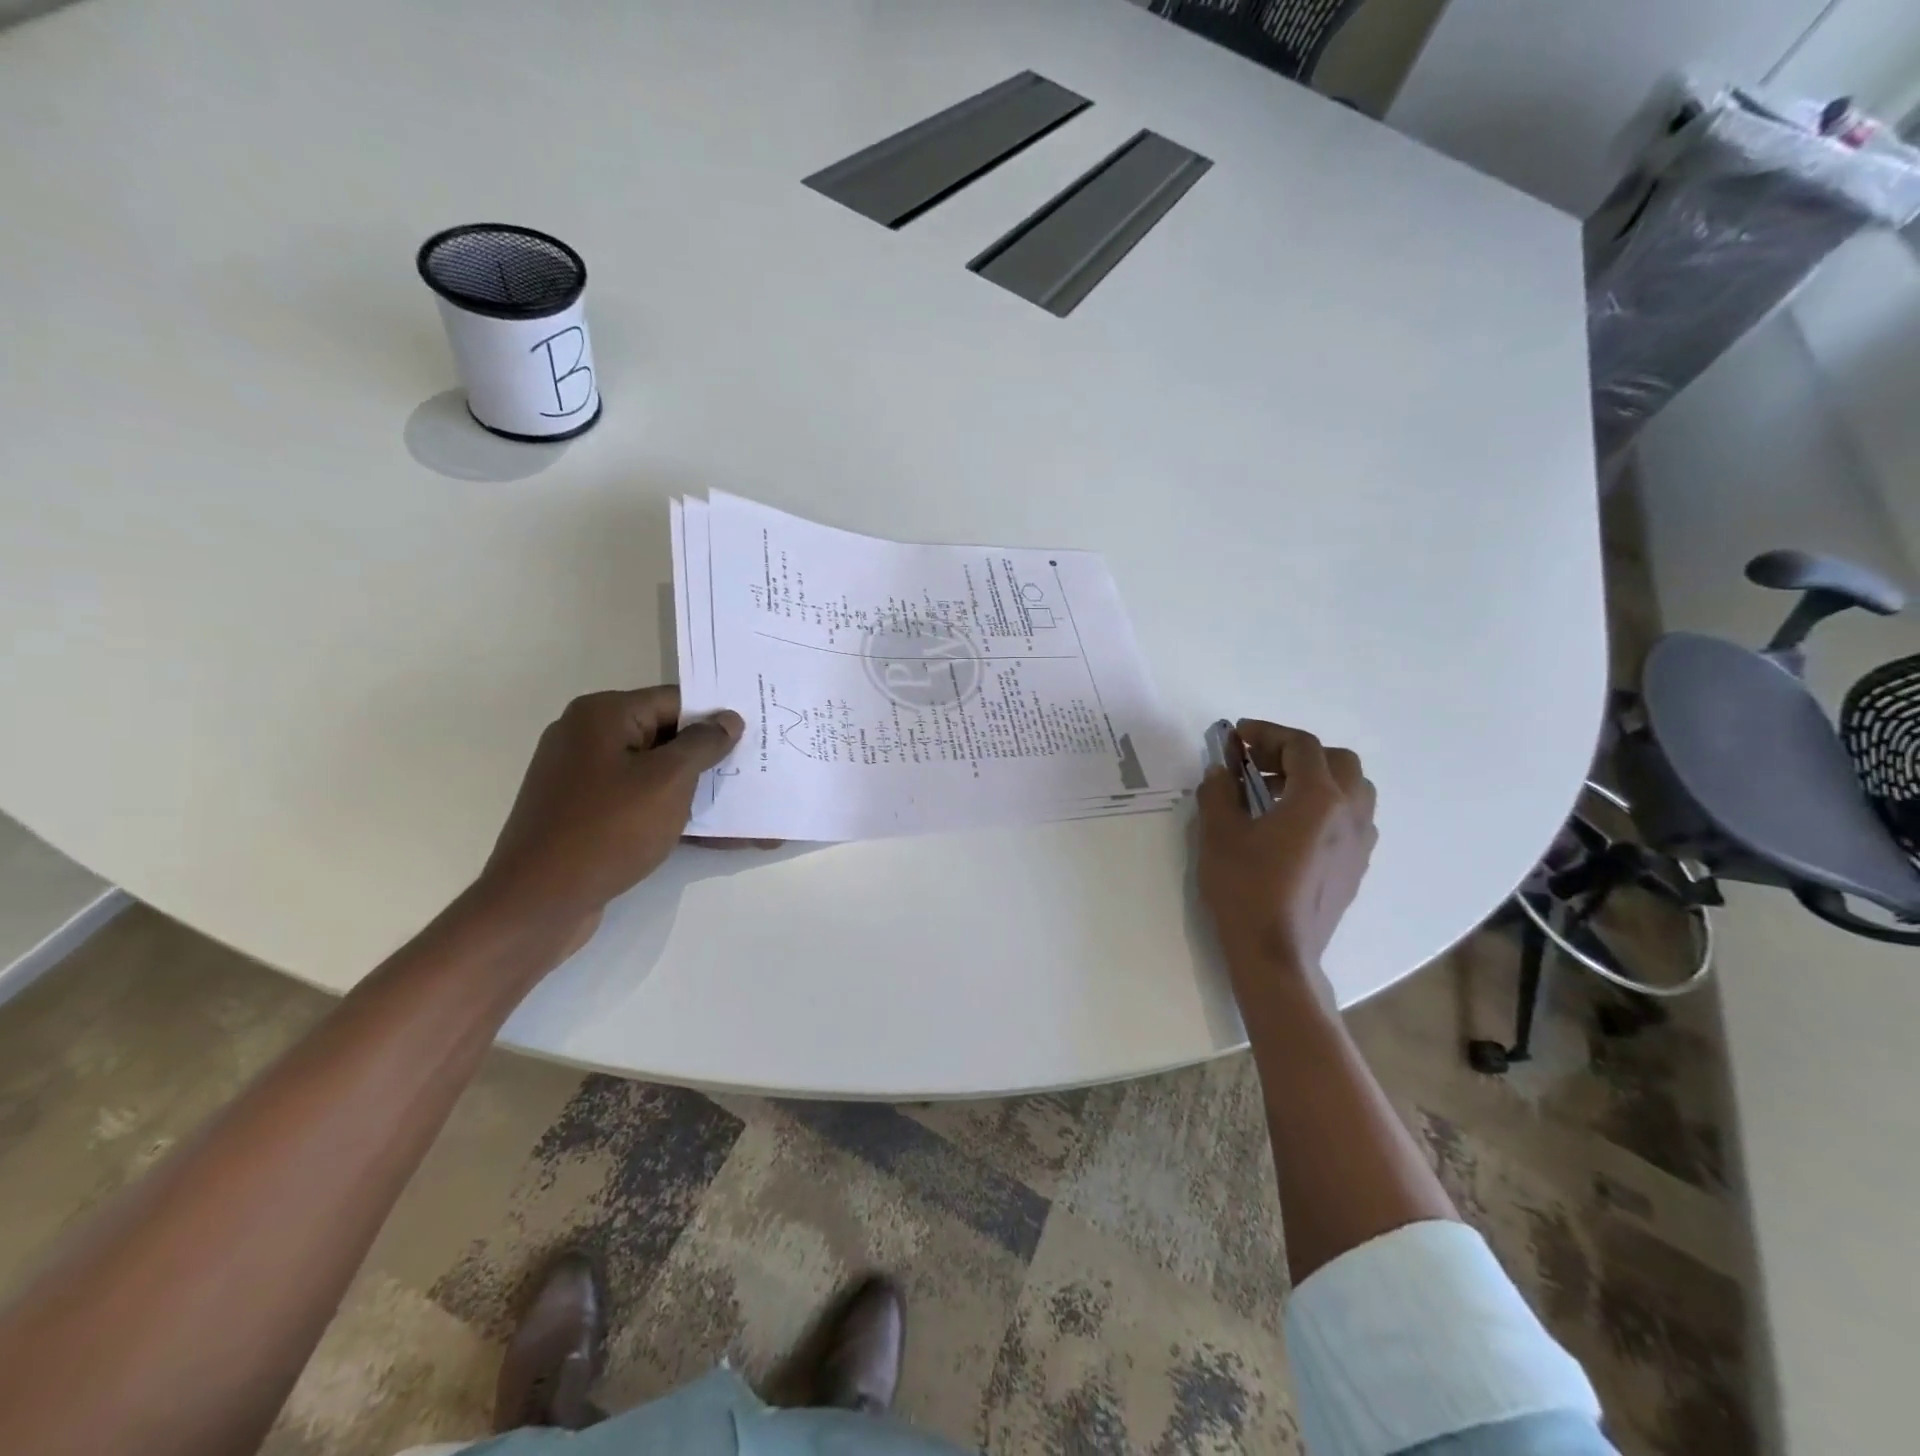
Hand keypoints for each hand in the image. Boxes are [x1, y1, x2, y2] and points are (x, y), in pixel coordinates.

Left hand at [476, 687, 743, 944]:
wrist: (538, 902)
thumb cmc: (607, 829)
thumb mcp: (667, 780)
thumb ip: (703, 744)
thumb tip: (727, 720)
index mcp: (603, 716)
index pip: (674, 701)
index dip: (717, 717)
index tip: (757, 734)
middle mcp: (590, 738)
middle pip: (667, 738)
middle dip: (715, 759)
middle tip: (760, 769)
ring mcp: (587, 780)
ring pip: (659, 776)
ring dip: (703, 793)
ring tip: (751, 809)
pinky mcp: (589, 817)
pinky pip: (644, 806)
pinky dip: (679, 817)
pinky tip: (723, 838)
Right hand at [1197, 721, 1377, 994]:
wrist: (1276, 953)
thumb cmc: (1245, 888)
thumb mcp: (1218, 834)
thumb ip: (1218, 792)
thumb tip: (1220, 771)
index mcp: (1318, 799)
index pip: (1301, 746)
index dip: (1268, 733)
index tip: (1237, 737)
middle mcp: (1349, 813)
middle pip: (1338, 760)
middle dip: (1297, 753)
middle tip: (1259, 764)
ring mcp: (1359, 843)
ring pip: (1353, 789)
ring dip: (1318, 779)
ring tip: (1277, 793)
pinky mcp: (1356, 867)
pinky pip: (1352, 819)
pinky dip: (1327, 807)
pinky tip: (1292, 828)